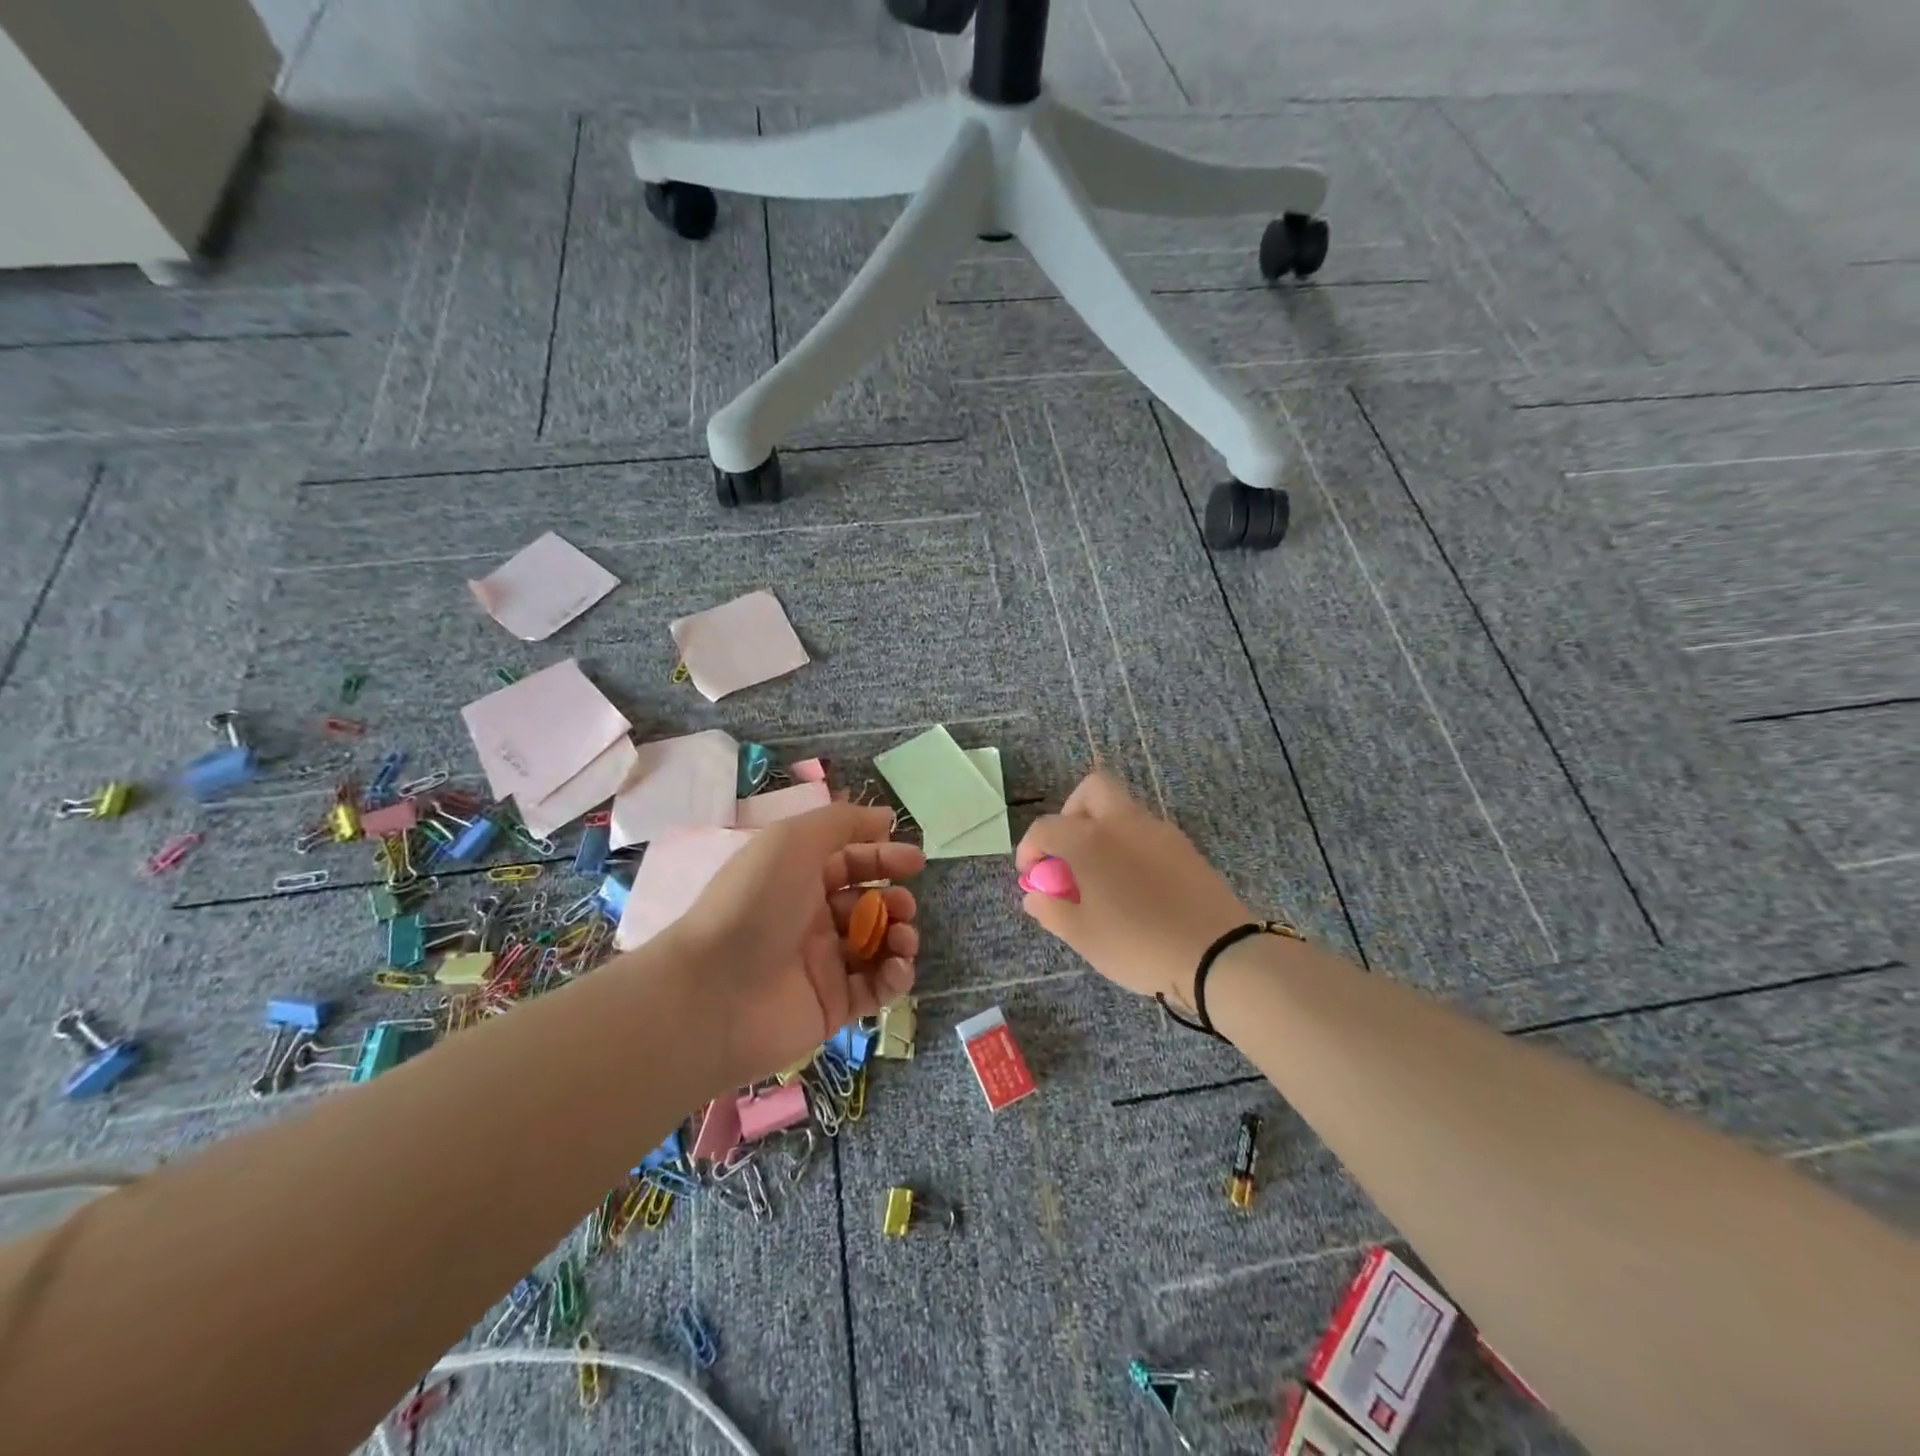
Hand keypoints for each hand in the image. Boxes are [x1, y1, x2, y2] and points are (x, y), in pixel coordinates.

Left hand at [671, 804, 923, 1087]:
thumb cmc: (756, 902)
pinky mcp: (832, 1006)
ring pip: (877, 946)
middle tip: (903, 906)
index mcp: (798, 878)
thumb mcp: (795, 840)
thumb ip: (843, 822)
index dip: (883, 858)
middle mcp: (810, 918)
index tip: (915, 861)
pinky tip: (898, 967)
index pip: (851, 862)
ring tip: (902, 938)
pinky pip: (875, 988)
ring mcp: (822, 964)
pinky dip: (894, 976)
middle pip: (868, 904)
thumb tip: (885, 817)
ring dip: (900, 936)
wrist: (715, 991)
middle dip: (895, 900)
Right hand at [1016, 771, 1250, 1006]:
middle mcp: (1123, 823)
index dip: (1029, 849)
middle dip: (1071, 812)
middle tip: (1069, 851)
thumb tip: (1034, 896)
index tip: (1031, 876)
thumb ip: (1051, 910)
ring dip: (1102, 829)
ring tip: (1100, 875)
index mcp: (1090, 840)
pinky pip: (1146, 831)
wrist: (1218, 954)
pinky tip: (1133, 884)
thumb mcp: (1083, 936)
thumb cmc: (1138, 944)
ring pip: (1122, 809)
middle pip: (1092, 788)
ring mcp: (1158, 831)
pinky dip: (1129, 844)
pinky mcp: (1184, 847)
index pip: (1046, 828)